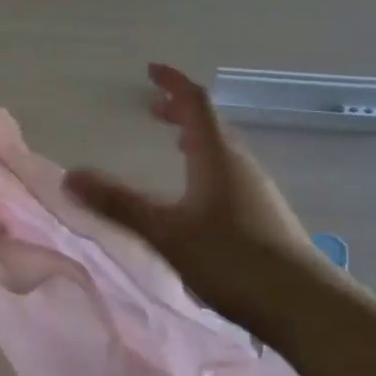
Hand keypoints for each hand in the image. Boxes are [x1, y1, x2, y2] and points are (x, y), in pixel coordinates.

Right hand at [64, 64, 321, 332]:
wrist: (304, 305)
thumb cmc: (231, 259)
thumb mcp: (166, 232)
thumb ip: (118, 204)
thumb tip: (70, 175)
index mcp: (216, 154)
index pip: (194, 101)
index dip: (172, 82)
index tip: (151, 70)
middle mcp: (240, 162)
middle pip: (210, 123)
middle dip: (180, 111)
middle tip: (154, 109)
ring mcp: (257, 189)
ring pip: (222, 149)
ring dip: (196, 138)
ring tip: (175, 145)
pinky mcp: (265, 215)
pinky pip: (231, 173)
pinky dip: (208, 165)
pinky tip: (200, 197)